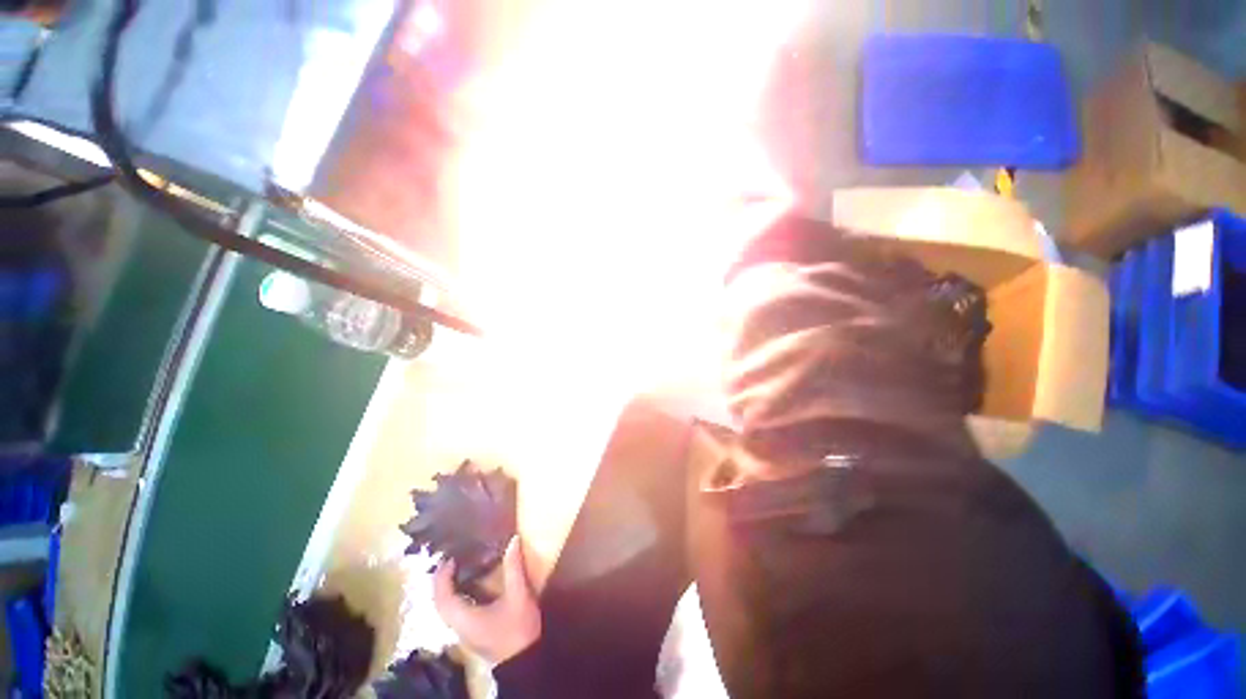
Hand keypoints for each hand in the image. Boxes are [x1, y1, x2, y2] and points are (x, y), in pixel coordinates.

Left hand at [433, 537, 541, 664]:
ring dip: (447, 590)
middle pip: (440, 603)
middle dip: (441, 582)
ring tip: (458, 569)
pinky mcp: (472, 633)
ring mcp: (465, 632)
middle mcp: (459, 626)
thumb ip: (513, 568)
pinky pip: (455, 612)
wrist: (525, 659)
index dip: (442, 577)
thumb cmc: (519, 628)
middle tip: (451, 560)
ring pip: (446, 609)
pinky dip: (456, 597)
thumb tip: (512, 540)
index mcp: (465, 618)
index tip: (450, 558)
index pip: (442, 597)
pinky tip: (469, 586)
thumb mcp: (518, 595)